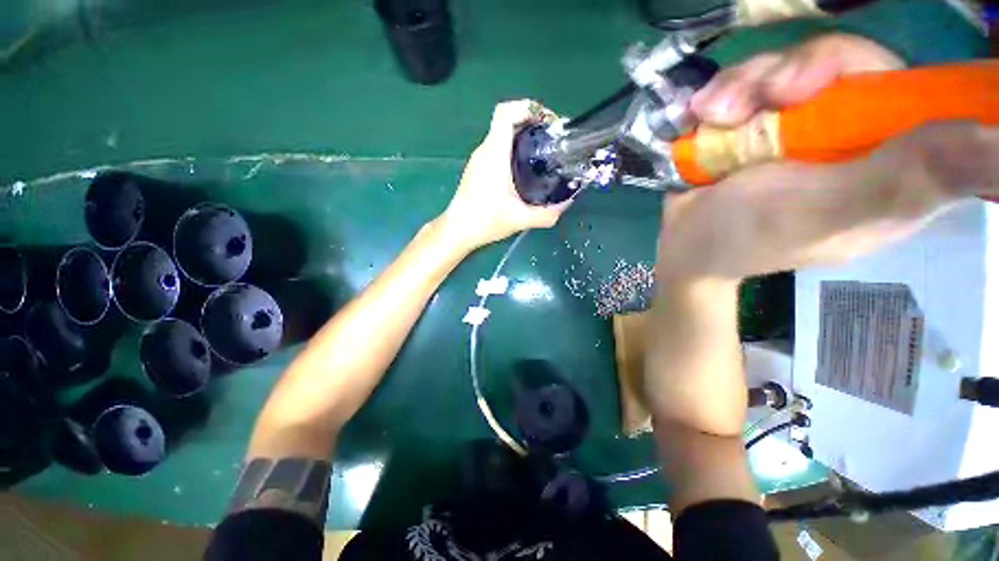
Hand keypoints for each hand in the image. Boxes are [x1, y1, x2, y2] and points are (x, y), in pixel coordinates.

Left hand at [439, 100, 569, 249]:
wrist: (457, 231)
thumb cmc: (485, 221)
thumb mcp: (521, 219)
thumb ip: (548, 213)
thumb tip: (567, 202)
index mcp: (494, 154)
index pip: (505, 112)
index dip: (528, 107)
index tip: (548, 121)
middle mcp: (485, 150)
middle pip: (507, 122)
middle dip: (532, 123)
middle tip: (552, 140)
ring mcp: (478, 159)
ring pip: (501, 136)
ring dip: (523, 138)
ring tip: (542, 155)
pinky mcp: (477, 169)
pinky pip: (497, 150)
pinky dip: (512, 151)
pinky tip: (524, 171)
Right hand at [657, 33, 998, 280]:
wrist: (682, 242)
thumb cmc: (746, 236)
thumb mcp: (828, 212)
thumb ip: (910, 179)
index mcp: (892, 165)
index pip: (920, 92)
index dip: (884, 71)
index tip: (826, 83)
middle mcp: (856, 135)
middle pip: (850, 63)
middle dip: (800, 69)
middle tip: (765, 97)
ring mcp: (803, 124)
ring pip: (794, 65)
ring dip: (747, 82)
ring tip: (714, 115)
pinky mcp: (760, 121)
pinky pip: (754, 80)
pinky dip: (725, 91)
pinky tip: (702, 115)